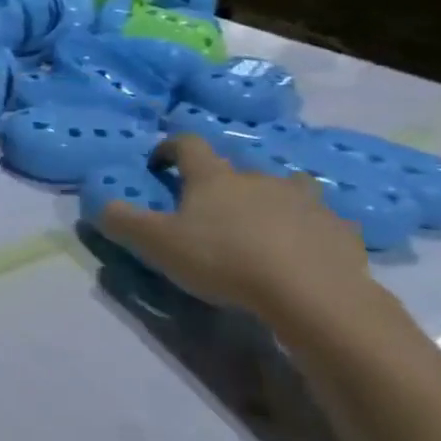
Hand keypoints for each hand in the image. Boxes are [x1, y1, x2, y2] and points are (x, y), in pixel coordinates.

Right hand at [98, 134, 371, 322]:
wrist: (314, 296)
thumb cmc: (225, 261)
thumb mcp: (158, 244)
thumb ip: (123, 222)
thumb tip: (98, 204)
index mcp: (214, 177)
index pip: (188, 144)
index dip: (169, 148)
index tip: (159, 165)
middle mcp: (259, 178)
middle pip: (238, 168)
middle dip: (224, 183)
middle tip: (212, 212)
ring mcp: (306, 202)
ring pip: (287, 189)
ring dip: (273, 200)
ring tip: (264, 228)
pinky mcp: (341, 232)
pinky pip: (323, 223)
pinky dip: (311, 232)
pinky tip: (305, 255)